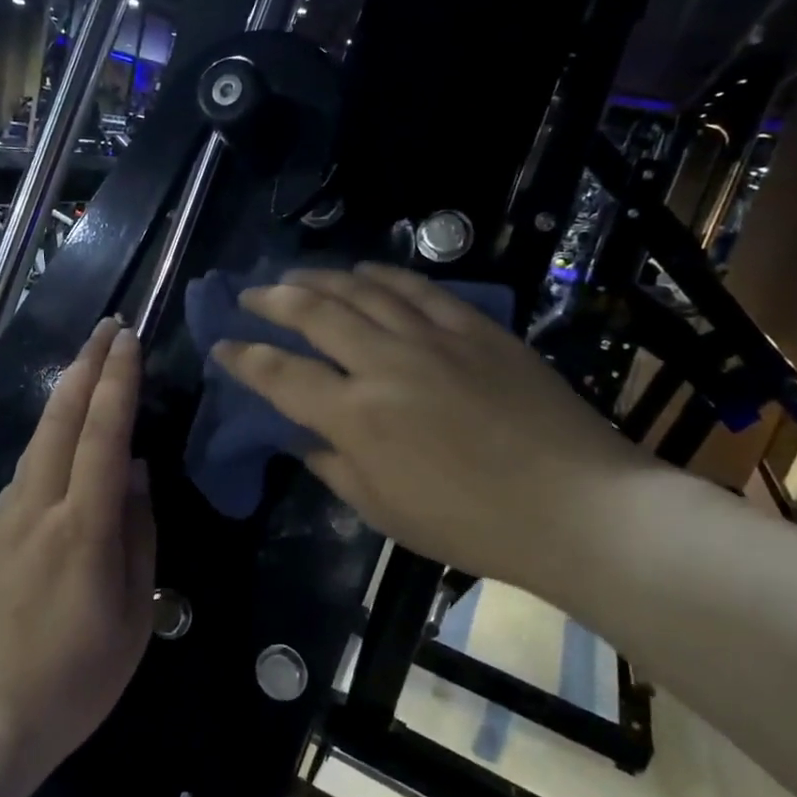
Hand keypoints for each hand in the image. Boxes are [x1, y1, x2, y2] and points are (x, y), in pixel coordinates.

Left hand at [0, 319, 155, 782]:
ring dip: (65, 394)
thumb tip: (139, 476)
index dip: (118, 382)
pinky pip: (25, 469)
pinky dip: (47, 435)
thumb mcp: (132, 618)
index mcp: (83, 526)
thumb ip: (138, 538)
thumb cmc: (71, 680)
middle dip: (86, 366)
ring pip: (38, 438)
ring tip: (87, 365)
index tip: (129, 339)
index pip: (104, 434)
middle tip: (107, 328)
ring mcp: (7, 518)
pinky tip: (58, 434)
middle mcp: (39, 506)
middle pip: (61, 419)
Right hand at [214, 265, 651, 597]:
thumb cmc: (471, 524)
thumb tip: (307, 439)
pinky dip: (382, 275)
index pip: (280, 375)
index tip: (221, 345)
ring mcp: (432, 338)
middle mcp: (384, 364)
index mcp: (356, 417)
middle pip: (313, 314)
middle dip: (271, 300)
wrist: (575, 506)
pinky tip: (365, 272)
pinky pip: (418, 288)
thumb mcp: (385, 512)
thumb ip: (334, 468)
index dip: (243, 358)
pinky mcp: (475, 328)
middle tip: (248, 295)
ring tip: (295, 275)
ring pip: (361, 290)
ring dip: (320, 278)